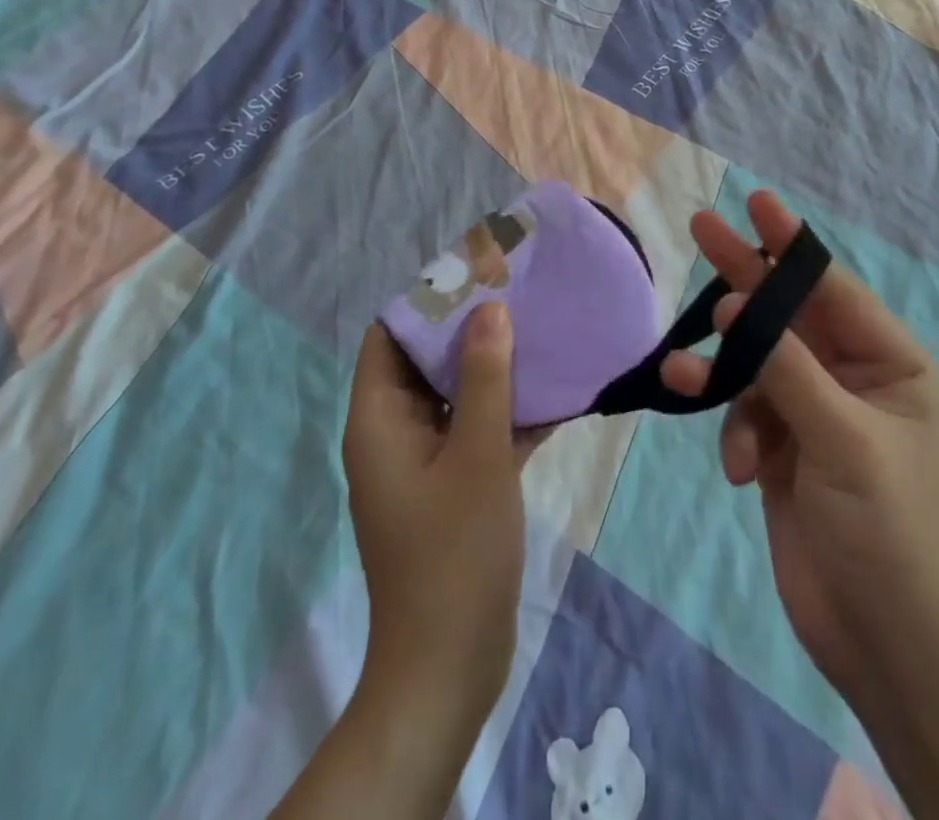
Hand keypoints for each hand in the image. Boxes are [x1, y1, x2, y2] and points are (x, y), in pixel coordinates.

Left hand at [343, 307, 532, 722]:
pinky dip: (510, 411)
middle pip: (427, 361)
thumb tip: (490, 309)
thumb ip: (484, 378)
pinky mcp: (456, 486)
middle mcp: (396, 433)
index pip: (390, 337)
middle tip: (520, 294)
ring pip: (458, 395)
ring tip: (542, 329)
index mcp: (380, 420)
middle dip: (471, 328)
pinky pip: (479, 430)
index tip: (475, 274)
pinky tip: (558, 392)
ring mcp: (427, 462)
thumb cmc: (454, 551)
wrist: (451, 665)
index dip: (426, 301)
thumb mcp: (476, 454)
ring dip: (496, 368)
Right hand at [659, 191, 938, 703]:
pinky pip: (746, 412)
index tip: (758, 202)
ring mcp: (815, 413)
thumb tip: (741, 306)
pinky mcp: (784, 449)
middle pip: (788, 313)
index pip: (833, 289)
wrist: (887, 647)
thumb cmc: (891, 534)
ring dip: (722, 370)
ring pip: (756, 365)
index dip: (792, 245)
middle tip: (701, 227)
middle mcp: (853, 378)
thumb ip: (789, 369)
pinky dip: (734, 429)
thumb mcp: (845, 441)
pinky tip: (738, 467)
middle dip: (744, 277)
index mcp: (891, 364)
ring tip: (682, 372)